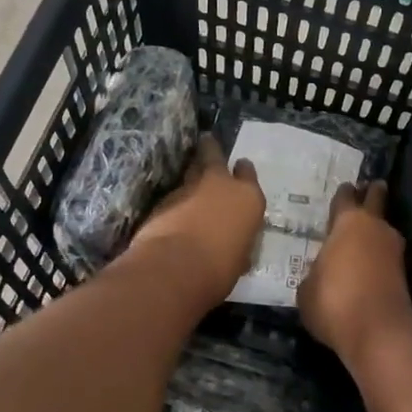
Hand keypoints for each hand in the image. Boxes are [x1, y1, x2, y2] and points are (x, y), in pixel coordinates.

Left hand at [121, 137, 264, 305]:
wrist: (174, 269)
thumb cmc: (219, 269)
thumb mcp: (239, 258)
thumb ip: (237, 241)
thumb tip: (233, 243)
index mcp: (248, 198)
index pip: (248, 173)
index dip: (243, 171)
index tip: (240, 167)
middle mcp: (221, 185)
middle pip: (214, 155)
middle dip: (210, 149)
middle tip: (207, 142)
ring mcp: (189, 188)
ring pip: (191, 170)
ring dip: (191, 172)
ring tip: (190, 175)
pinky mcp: (163, 198)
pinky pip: (174, 192)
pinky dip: (176, 197)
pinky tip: (175, 206)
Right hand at [297, 181, 411, 365]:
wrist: (378, 332)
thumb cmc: (333, 301)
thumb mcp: (306, 289)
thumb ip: (314, 272)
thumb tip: (321, 273)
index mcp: (347, 222)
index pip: (345, 197)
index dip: (343, 193)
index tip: (344, 189)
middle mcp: (374, 228)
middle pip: (376, 199)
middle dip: (372, 193)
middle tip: (370, 188)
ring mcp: (393, 250)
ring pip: (384, 229)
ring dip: (376, 229)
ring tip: (364, 234)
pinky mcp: (404, 274)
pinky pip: (387, 255)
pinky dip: (380, 255)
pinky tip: (368, 264)